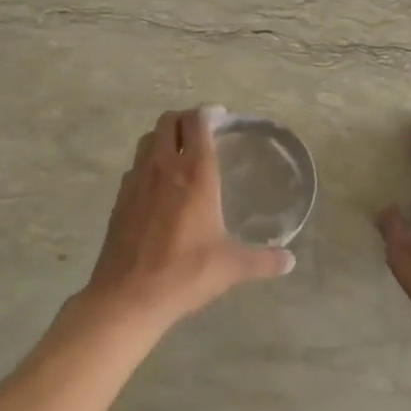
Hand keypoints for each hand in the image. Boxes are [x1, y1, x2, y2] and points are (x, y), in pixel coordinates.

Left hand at [81, 107, 294, 331]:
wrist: (127, 296)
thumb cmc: (185, 273)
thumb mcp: (232, 267)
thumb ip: (263, 260)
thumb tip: (289, 261)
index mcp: (194, 173)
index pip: (197, 123)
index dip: (208, 113)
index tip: (220, 116)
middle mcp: (164, 166)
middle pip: (169, 121)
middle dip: (185, 118)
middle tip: (201, 129)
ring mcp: (137, 179)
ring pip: (148, 138)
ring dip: (164, 136)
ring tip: (179, 151)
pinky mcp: (120, 197)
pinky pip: (136, 165)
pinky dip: (149, 162)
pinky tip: (159, 185)